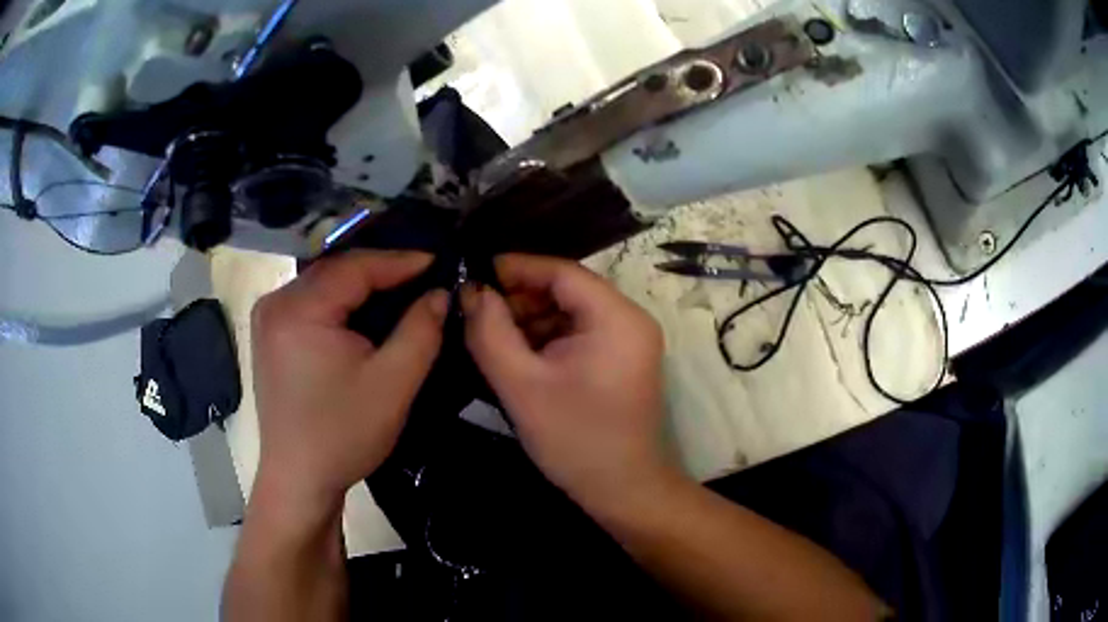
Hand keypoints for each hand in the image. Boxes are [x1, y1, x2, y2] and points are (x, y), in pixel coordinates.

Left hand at [251, 251, 447, 511]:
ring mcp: (268, 318)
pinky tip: (364, 312)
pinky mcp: (270, 334)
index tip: (439, 261)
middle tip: (423, 276)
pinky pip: (311, 302)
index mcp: (298, 309)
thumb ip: (421, 330)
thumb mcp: (393, 384)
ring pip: (323, 285)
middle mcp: (276, 303)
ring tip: (401, 289)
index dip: (400, 261)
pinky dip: (341, 302)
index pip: (354, 267)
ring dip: (361, 285)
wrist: (299, 479)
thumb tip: (440, 293)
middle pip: (335, 271)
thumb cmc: (343, 434)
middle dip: (381, 271)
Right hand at [461, 254, 669, 512]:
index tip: (473, 275)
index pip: (561, 272)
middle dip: (520, 299)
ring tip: (490, 337)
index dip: (515, 268)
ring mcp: (628, 341)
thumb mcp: (521, 385)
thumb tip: (470, 290)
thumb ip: (489, 331)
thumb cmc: (575, 440)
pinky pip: (578, 334)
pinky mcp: (620, 360)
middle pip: (567, 290)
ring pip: (569, 312)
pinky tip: (517, 356)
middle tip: (476, 313)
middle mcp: (630, 320)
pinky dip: (546, 339)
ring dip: (530, 321)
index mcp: (617, 317)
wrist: (621, 490)